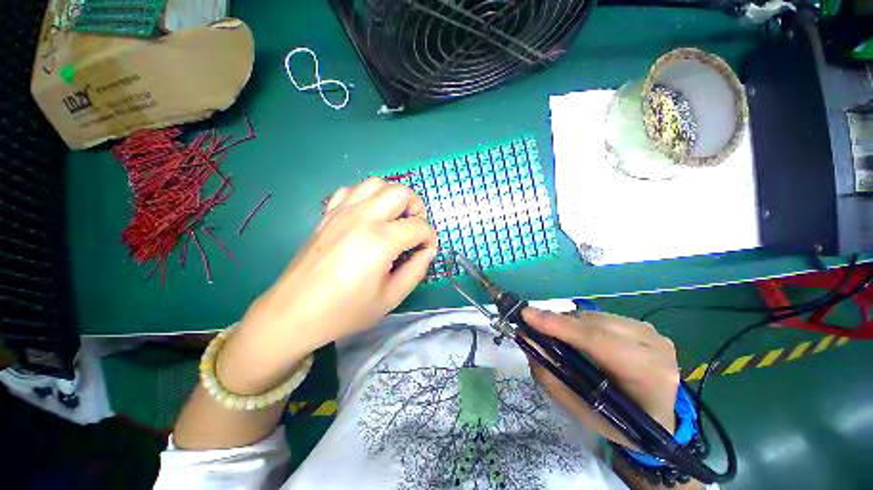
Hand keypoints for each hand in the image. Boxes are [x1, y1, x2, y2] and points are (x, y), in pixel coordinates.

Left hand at [217, 178, 437, 393]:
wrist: (293, 313)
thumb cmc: (345, 311)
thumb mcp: (390, 298)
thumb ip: (416, 271)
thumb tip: (428, 251)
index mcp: (380, 241)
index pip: (419, 226)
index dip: (430, 237)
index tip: (427, 250)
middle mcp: (363, 218)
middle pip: (400, 192)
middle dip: (416, 208)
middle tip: (415, 228)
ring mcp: (342, 212)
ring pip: (376, 183)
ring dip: (393, 197)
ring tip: (394, 218)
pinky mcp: (328, 215)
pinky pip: (351, 190)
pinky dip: (366, 197)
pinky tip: (367, 215)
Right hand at [522, 308, 679, 449]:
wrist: (657, 416)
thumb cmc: (618, 421)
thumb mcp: (580, 410)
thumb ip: (551, 375)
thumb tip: (527, 338)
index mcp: (649, 378)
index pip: (599, 342)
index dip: (561, 327)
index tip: (527, 315)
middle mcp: (655, 348)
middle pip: (594, 325)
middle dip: (559, 323)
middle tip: (531, 325)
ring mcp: (652, 333)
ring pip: (595, 317)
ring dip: (569, 323)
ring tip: (555, 335)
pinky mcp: (643, 325)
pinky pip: (601, 317)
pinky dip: (581, 323)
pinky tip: (576, 336)